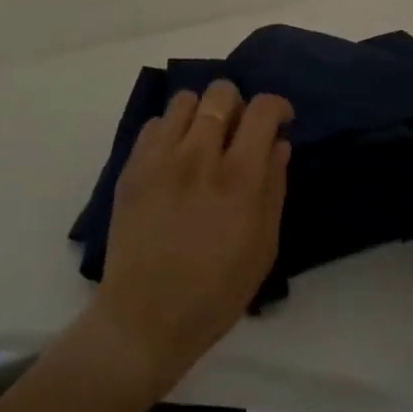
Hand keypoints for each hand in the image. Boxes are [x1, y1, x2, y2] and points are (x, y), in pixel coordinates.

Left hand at [86, 81, 291, 395]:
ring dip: (201, 113)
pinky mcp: (132, 168)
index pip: (262, 110)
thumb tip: (279, 143)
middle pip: (221, 92)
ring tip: (203, 140)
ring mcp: (160, 158)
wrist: (145, 319)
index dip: (277, 106)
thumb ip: (274, 186)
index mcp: (238, 178)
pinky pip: (155, 124)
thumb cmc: (216, 291)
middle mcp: (199, 156)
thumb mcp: (264, 245)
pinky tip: (174, 158)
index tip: (280, 120)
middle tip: (238, 132)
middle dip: (238, 104)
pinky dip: (171, 130)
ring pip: (185, 100)